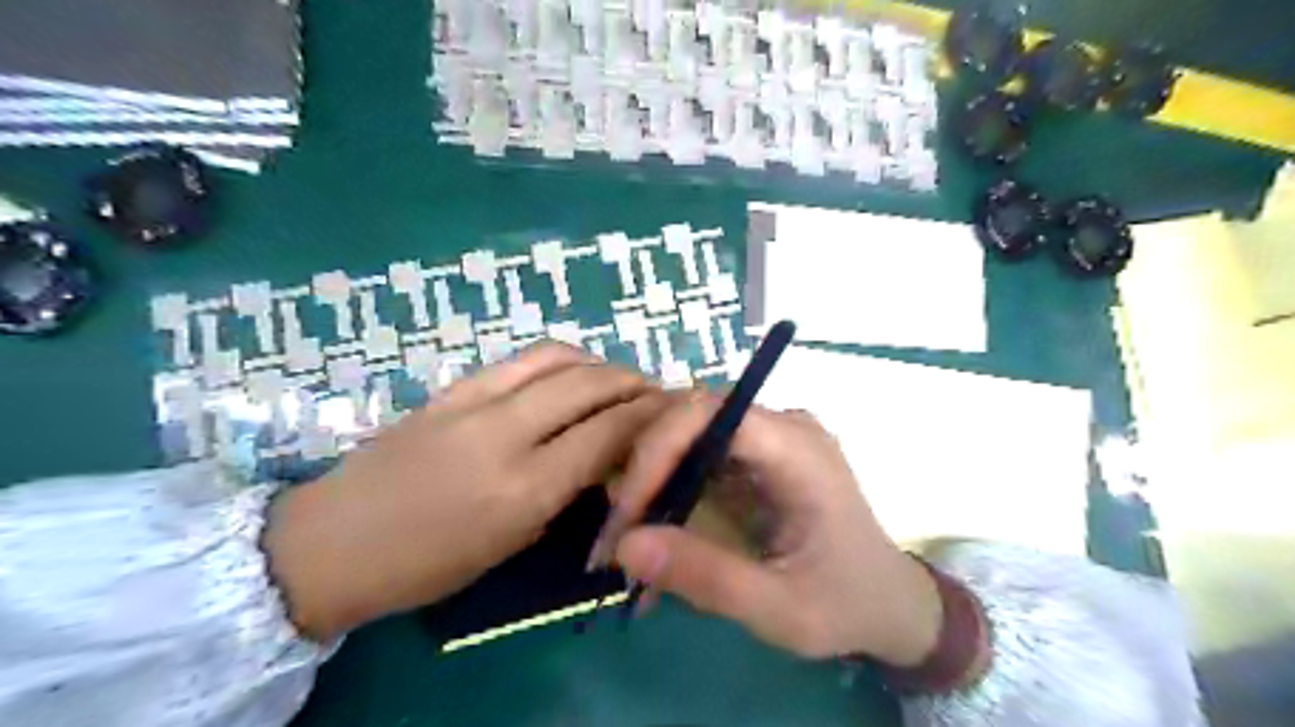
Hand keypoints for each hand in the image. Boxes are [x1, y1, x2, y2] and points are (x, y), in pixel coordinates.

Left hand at [263, 344, 667, 638]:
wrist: (333, 542)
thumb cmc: (427, 566)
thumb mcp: (512, 543)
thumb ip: (565, 492)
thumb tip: (605, 457)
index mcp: (523, 489)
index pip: (606, 433)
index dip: (647, 416)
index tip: (669, 412)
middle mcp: (504, 434)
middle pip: (588, 384)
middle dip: (632, 381)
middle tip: (652, 391)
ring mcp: (473, 401)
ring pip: (556, 357)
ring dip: (597, 362)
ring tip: (614, 378)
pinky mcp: (451, 387)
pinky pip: (519, 360)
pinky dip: (558, 360)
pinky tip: (567, 374)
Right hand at [597, 396, 942, 667]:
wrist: (890, 601)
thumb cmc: (845, 603)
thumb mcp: (781, 608)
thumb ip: (707, 578)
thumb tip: (625, 546)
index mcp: (797, 448)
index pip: (709, 413)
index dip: (656, 449)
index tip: (627, 514)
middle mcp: (781, 425)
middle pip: (690, 413)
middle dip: (642, 465)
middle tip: (615, 531)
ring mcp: (767, 435)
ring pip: (686, 429)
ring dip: (648, 476)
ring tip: (625, 535)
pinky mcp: (755, 454)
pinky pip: (697, 451)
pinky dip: (667, 485)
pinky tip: (654, 527)